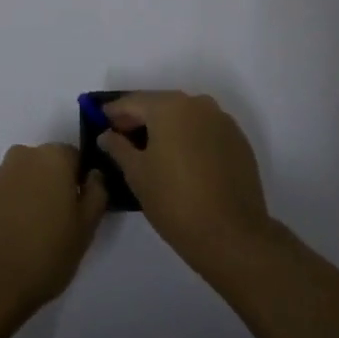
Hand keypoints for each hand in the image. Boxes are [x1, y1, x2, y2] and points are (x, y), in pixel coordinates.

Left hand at [0, 143, 107, 324]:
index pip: (77, 158)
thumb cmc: (47, 252)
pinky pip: (11, 192)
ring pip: (29, 178)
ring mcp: (0, 174)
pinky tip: (20, 235)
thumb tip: (94, 175)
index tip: (83, 209)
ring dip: (37, 195)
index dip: (83, 182)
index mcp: (54, 156)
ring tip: (40, 233)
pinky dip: (18, 206)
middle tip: (64, 222)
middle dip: (58, 186)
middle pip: (50, 165)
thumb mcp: (87, 226)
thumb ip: (97, 193)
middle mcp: (25, 155)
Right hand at [98, 91, 273, 274]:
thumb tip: (107, 134)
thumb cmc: (175, 201)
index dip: (114, 112)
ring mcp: (222, 121)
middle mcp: (198, 104)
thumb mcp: (137, 174)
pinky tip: (181, 160)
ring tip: (150, 150)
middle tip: (122, 137)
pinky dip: (189, 137)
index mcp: (170, 106)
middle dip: (140, 118)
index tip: (100, 123)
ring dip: (166, 127)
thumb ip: (118, 147)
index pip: (133, 101)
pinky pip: (205, 130)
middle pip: (160, 104)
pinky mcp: (238, 141)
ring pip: (185, 116)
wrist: (232, 236)